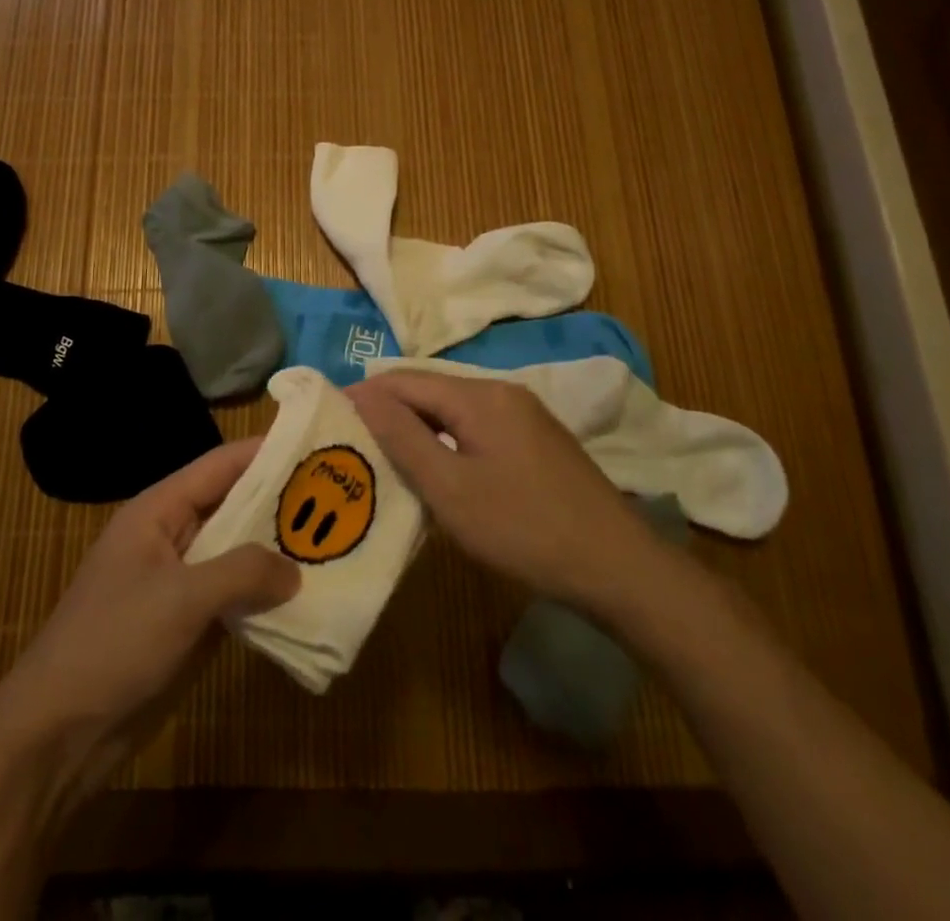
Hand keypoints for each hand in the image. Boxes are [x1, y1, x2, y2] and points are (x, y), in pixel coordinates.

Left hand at [0, 437, 299, 797]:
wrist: (60, 733)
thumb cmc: (114, 643)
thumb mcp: (181, 598)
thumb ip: (242, 572)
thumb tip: (295, 569)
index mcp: (159, 510)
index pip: (220, 466)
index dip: (265, 452)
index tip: (314, 445)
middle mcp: (173, 536)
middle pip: (233, 507)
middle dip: (280, 503)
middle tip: (338, 496)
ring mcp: (180, 582)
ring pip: (238, 554)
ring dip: (277, 552)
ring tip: (334, 543)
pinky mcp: (188, 624)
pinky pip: (234, 597)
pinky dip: (265, 595)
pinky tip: (306, 597)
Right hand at [349, 371, 663, 620]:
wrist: (620, 568)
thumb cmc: (525, 529)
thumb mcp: (451, 489)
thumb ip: (403, 438)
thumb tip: (361, 394)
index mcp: (480, 396)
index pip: (405, 381)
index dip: (365, 396)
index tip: (330, 418)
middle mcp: (502, 392)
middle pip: (430, 391)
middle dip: (389, 412)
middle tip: (353, 443)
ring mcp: (525, 416)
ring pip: (453, 411)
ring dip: (418, 429)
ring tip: (384, 457)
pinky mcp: (537, 441)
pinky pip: (477, 428)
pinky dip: (447, 442)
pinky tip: (437, 469)